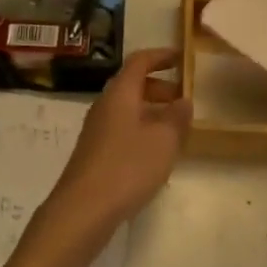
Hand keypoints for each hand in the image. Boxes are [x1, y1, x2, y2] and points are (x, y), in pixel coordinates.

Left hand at [45, 47, 189, 233]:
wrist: (82, 210)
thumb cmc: (127, 167)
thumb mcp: (163, 141)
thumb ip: (177, 118)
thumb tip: (184, 100)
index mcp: (120, 93)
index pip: (140, 61)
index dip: (161, 56)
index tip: (182, 58)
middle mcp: (105, 105)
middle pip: (132, 84)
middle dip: (160, 87)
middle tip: (183, 99)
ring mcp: (96, 129)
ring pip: (127, 108)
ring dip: (151, 110)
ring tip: (174, 128)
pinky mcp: (94, 152)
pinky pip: (122, 128)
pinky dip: (141, 129)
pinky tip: (154, 153)